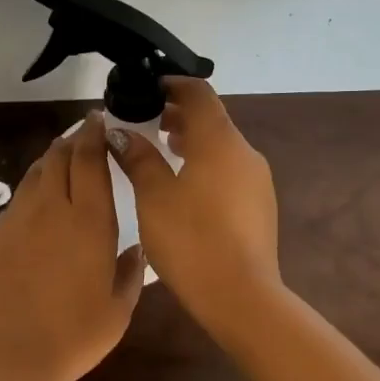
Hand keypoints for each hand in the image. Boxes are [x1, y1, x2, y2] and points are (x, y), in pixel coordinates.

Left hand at [0, 113, 143, 380]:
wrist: (4, 356)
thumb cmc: (71, 336)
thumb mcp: (117, 312)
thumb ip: (130, 273)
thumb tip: (135, 248)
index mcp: (91, 219)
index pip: (91, 159)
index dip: (96, 134)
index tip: (102, 119)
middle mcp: (54, 207)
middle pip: (61, 155)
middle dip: (75, 137)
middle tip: (87, 131)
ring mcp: (20, 218)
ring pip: (38, 170)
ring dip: (53, 155)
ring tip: (65, 152)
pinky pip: (21, 194)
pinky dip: (35, 181)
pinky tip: (40, 191)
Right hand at [107, 78, 284, 341]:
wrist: (241, 296)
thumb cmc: (191, 239)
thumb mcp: (153, 195)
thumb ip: (138, 157)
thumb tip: (119, 131)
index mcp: (219, 140)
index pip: (198, 92)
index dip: (171, 84)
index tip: (146, 88)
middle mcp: (244, 151)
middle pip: (211, 117)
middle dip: (178, 113)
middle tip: (144, 119)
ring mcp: (256, 178)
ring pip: (221, 144)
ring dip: (191, 139)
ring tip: (160, 148)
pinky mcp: (260, 204)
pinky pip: (229, 168)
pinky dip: (205, 162)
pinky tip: (183, 185)